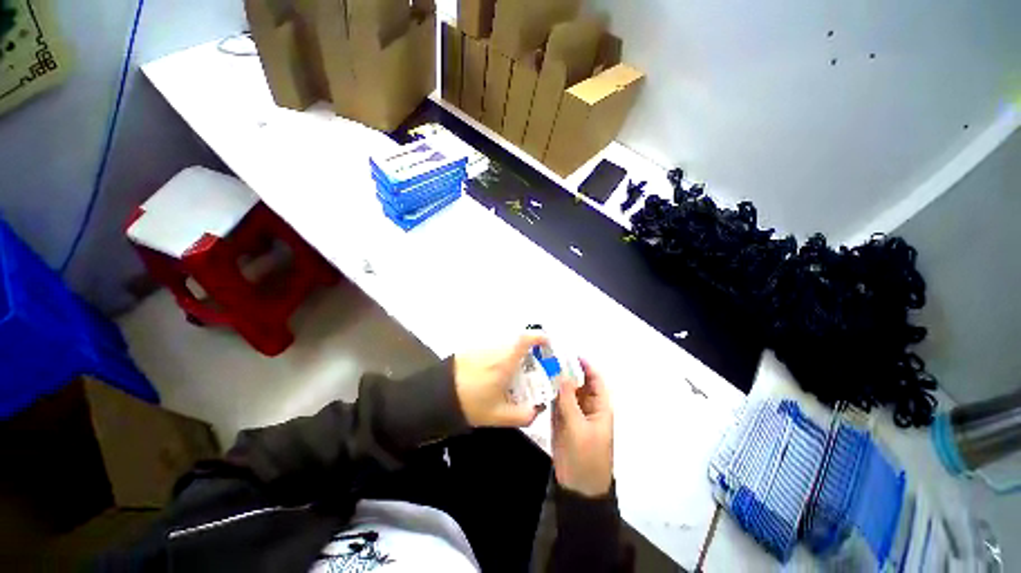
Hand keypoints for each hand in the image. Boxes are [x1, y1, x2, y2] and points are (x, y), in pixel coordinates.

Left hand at [454, 334, 547, 427]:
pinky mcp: (471, 350)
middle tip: (528, 371)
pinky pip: (491, 351)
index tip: (546, 342)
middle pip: (517, 344)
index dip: (538, 336)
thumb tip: (537, 410)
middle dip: (527, 354)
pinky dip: (497, 359)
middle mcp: (495, 349)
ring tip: (507, 377)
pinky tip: (490, 377)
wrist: (437, 396)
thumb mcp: (498, 416)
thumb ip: (523, 415)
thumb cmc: (471, 403)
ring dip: (510, 357)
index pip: (525, 339)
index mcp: (505, 361)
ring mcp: (482, 348)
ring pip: (503, 348)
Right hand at [553, 359, 613, 496]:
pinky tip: (538, 383)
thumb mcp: (579, 428)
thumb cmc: (587, 457)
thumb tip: (562, 376)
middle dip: (567, 369)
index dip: (586, 365)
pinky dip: (549, 392)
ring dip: (557, 379)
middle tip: (550, 356)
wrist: (579, 487)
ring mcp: (573, 412)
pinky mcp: (561, 419)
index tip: (570, 353)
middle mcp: (587, 405)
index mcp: (599, 406)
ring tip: (542, 365)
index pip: (595, 379)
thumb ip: (570, 401)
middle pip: (579, 382)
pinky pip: (556, 401)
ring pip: (566, 390)